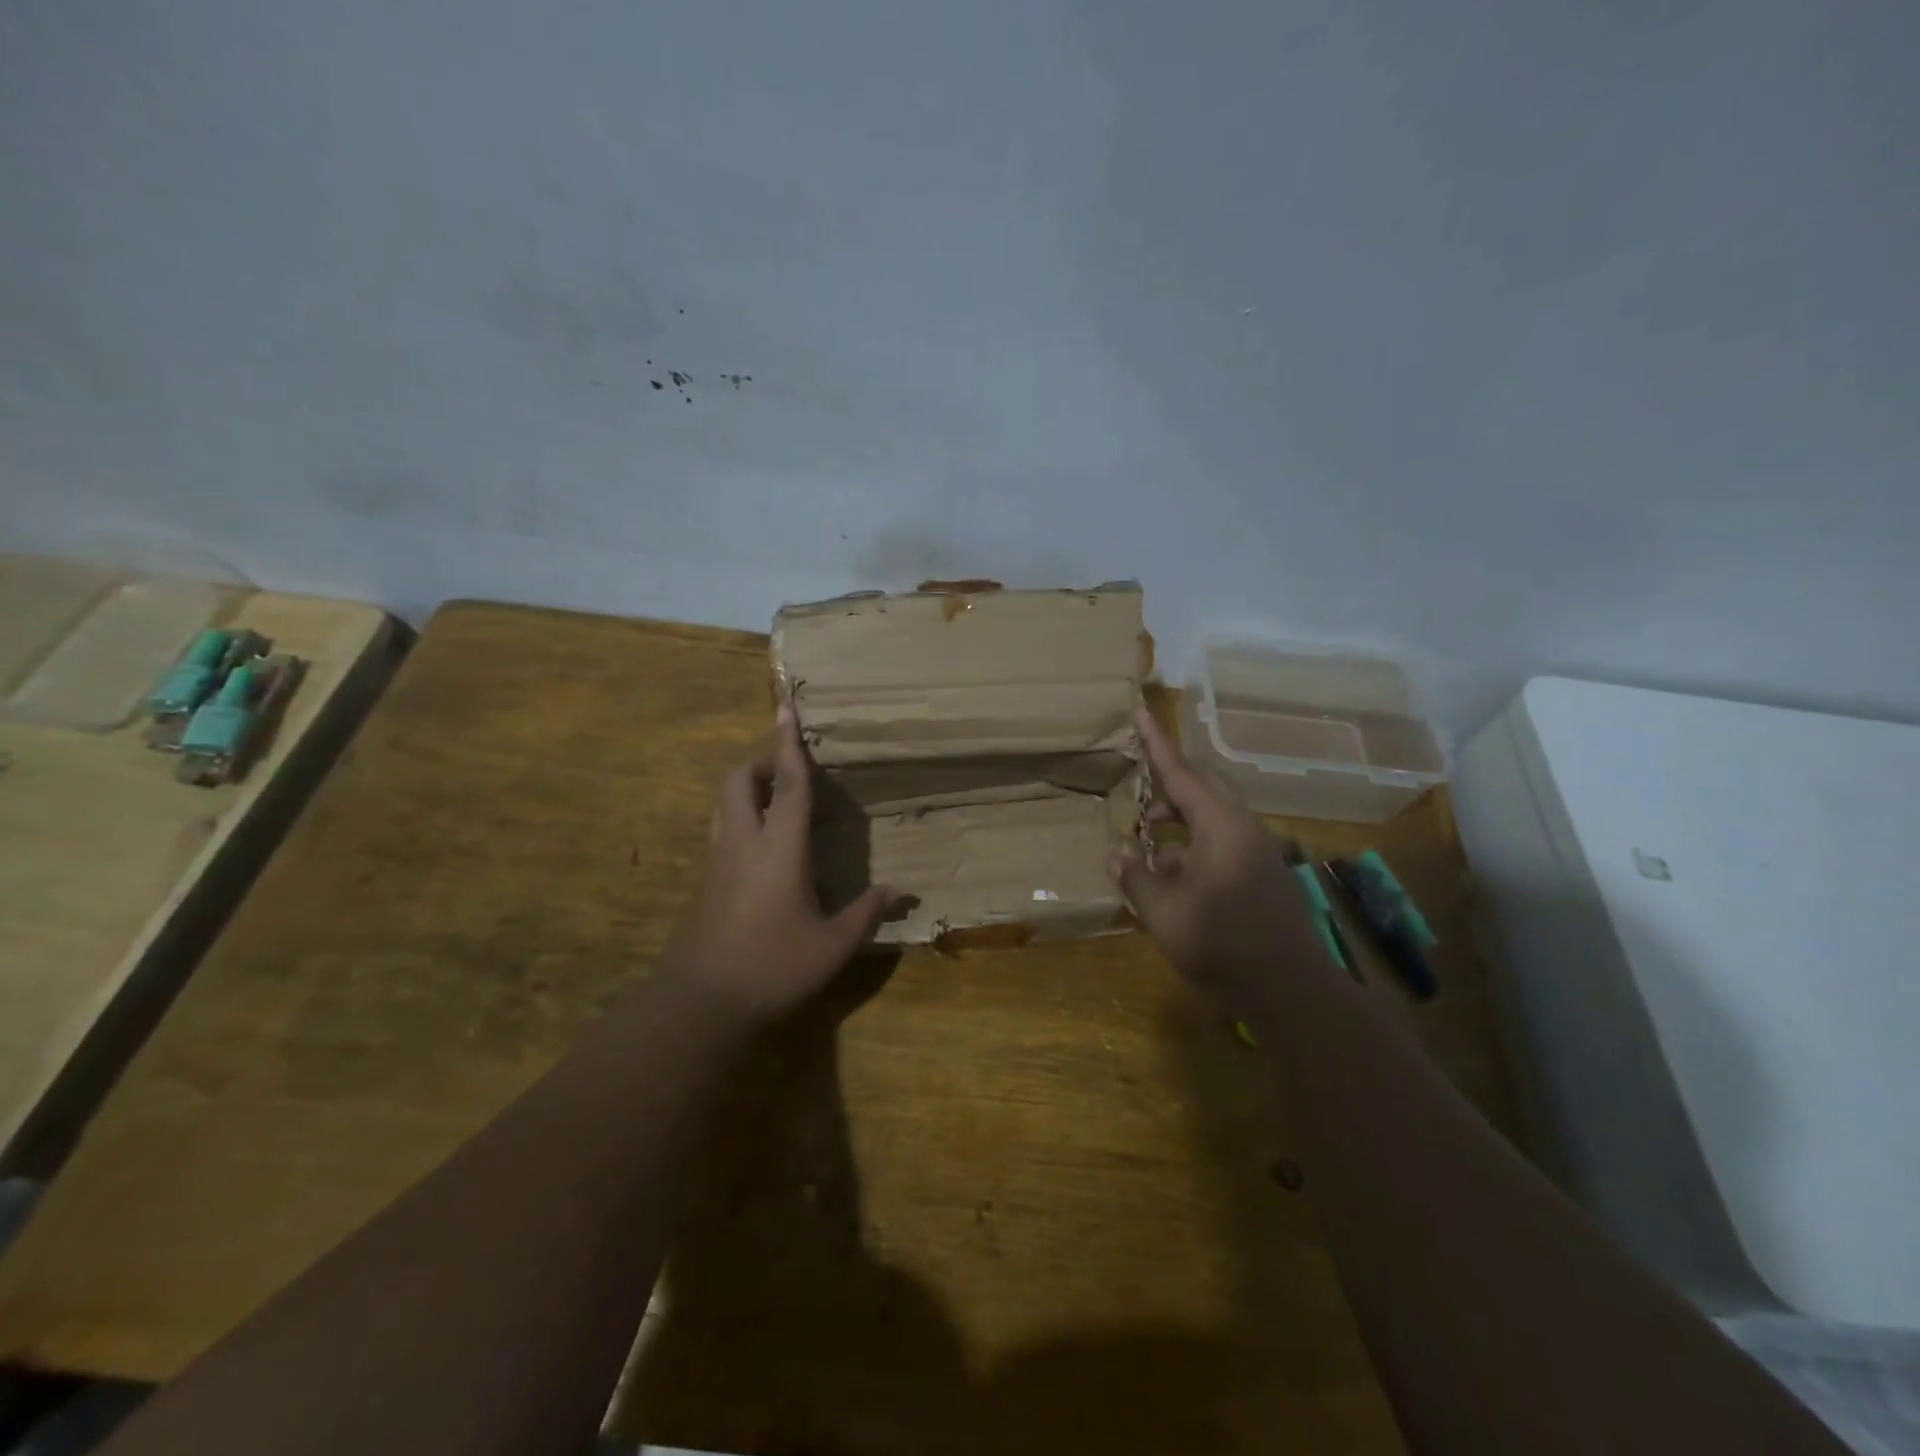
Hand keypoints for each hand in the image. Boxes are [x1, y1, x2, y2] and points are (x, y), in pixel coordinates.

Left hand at [659, 705, 889, 1024]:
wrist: (699, 1002)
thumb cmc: (772, 966)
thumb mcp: (831, 946)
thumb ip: (866, 913)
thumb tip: (899, 892)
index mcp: (778, 848)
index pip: (786, 783)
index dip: (788, 744)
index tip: (785, 707)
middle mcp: (742, 842)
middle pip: (738, 780)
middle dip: (759, 760)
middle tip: (786, 765)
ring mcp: (717, 861)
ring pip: (722, 803)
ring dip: (745, 786)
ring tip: (773, 795)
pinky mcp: (703, 881)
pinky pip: (720, 829)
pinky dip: (739, 816)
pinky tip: (760, 844)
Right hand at [1109, 707, 1323, 1009]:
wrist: (1290, 988)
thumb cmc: (1221, 942)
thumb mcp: (1164, 911)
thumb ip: (1136, 877)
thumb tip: (1117, 856)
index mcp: (1220, 825)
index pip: (1181, 772)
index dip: (1156, 743)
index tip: (1140, 711)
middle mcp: (1242, 828)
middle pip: (1203, 788)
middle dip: (1168, 784)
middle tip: (1139, 794)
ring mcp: (1256, 852)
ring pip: (1213, 816)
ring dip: (1179, 818)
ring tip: (1147, 837)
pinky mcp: (1261, 875)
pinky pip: (1222, 841)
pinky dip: (1193, 844)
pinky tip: (1171, 873)